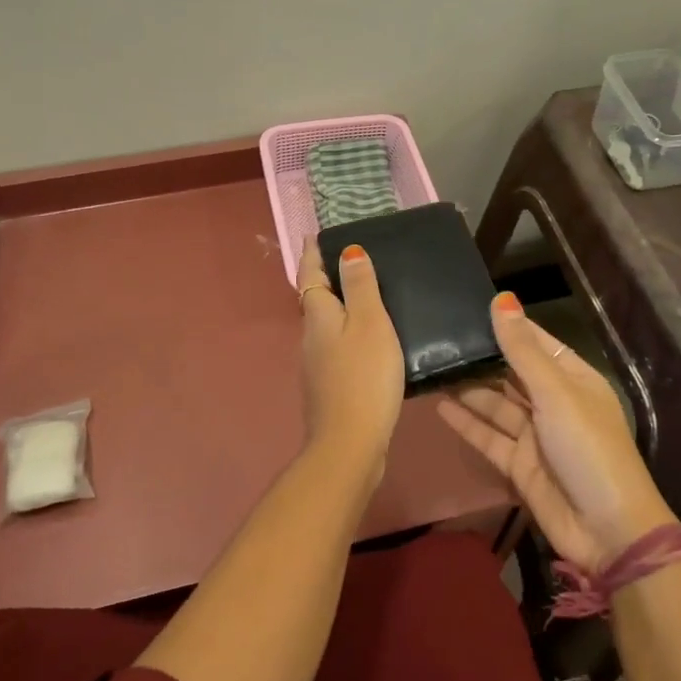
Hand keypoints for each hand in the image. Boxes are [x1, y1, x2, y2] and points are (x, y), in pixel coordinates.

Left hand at [297, 238, 403, 488]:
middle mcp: (310, 337)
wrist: (350, 444)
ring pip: (325, 326)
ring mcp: (316, 365)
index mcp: (319, 316)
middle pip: (315, 300)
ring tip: (362, 297)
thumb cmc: (363, 377)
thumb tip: (346, 250)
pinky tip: (367, 343)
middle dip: (325, 279)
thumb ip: (360, 286)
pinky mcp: (328, 388)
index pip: (310, 275)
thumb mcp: (370, 323)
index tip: (312, 235)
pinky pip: (336, 348)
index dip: (312, 254)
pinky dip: (347, 335)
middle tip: (347, 261)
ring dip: (338, 308)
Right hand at [437, 294, 675, 570]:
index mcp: (573, 379)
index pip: (535, 342)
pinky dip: (466, 422)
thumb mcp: (556, 393)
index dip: (506, 326)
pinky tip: (438, 405)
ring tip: (432, 368)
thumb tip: (502, 299)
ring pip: (496, 404)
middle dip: (482, 357)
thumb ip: (522, 350)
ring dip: (468, 389)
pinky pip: (488, 436)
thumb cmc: (587, 448)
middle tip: (439, 337)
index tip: (467, 307)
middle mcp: (554, 402)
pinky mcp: (519, 464)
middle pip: (511, 372)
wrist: (608, 531)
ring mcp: (535, 435)